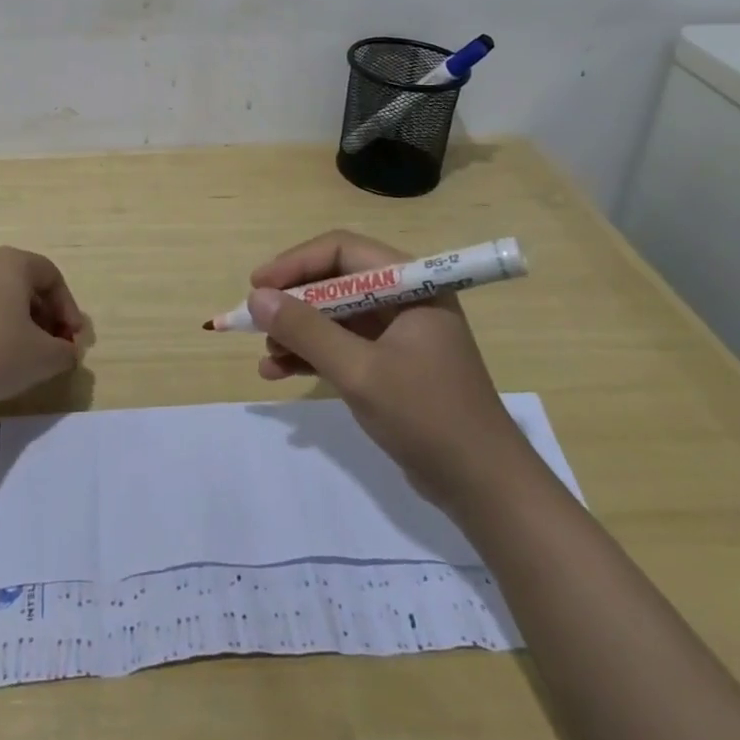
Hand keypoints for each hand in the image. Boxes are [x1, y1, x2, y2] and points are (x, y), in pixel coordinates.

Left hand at [0, 247, 91, 408]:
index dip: (69, 309)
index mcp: (12, 263)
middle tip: (55, 348)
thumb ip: (66, 352)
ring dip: (23, 325)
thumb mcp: (44, 357)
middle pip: (27, 285)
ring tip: (28, 357)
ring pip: (3, 299)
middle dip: (47, 317)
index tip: (73, 340)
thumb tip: (68, 352)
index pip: (52, 277)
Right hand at [248, 229, 519, 500]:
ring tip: (265, 355)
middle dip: (293, 301)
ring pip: (335, 314)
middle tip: (255, 320)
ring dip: (298, 331)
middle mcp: (405, 298)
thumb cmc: (428, 417)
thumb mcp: (359, 372)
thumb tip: (256, 297)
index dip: (295, 263)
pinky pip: (343, 344)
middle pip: (335, 281)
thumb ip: (306, 331)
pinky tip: (278, 372)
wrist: (484, 488)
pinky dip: (312, 354)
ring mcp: (398, 332)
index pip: (342, 251)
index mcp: (411, 284)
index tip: (257, 285)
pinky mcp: (392, 363)